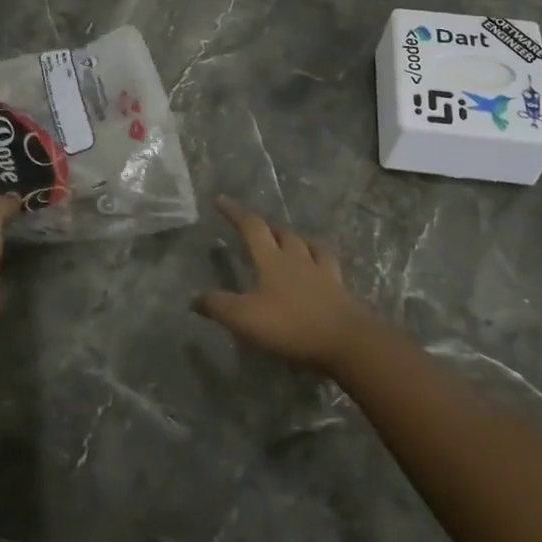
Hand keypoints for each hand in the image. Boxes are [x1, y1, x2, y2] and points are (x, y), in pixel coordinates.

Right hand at [195, 197, 375, 372]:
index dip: (235, 212)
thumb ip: (218, 306)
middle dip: (264, 225)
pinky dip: (318, 257)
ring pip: (306, 243)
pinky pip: (326, 263)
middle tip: (253, 225)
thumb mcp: (245, 318)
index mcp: (271, 260)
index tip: (221, 200)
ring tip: (286, 240)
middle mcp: (297, 258)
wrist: (347, 341)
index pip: (251, 226)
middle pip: (280, 232)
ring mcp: (322, 272)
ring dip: (292, 237)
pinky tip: (318, 264)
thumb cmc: (291, 325)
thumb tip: (193, 297)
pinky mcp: (339, 288)